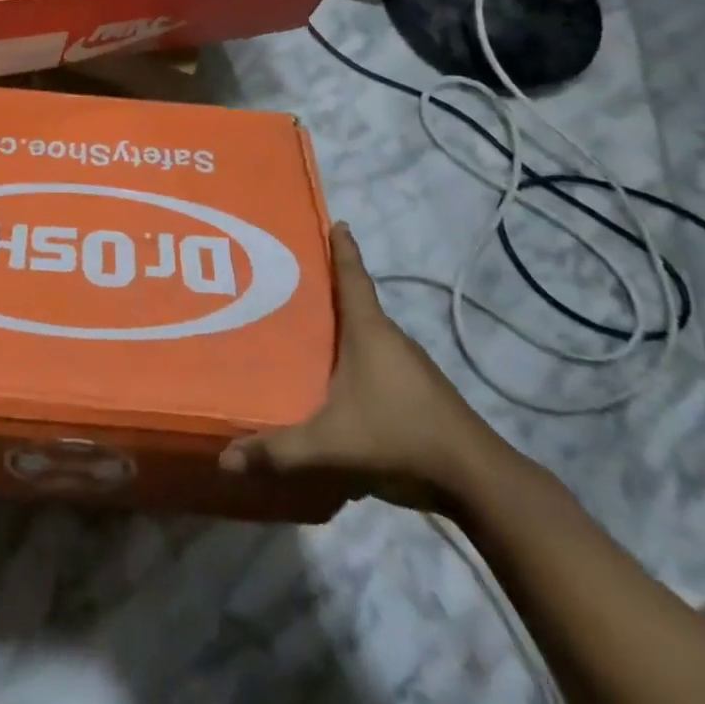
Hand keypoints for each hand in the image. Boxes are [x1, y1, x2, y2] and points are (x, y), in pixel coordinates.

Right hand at [219, 224, 499, 505]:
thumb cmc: (400, 437)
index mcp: (369, 331)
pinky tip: (337, 383)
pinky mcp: (420, 394)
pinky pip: (378, 363)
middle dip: (326, 292)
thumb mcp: (331, 445)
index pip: (352, 276)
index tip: (336, 221)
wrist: (478, 482)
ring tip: (305, 334)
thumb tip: (225, 459)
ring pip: (367, 336)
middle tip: (288, 283)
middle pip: (355, 303)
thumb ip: (279, 451)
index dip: (342, 248)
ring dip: (341, 330)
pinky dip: (356, 360)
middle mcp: (390, 339)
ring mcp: (411, 367)